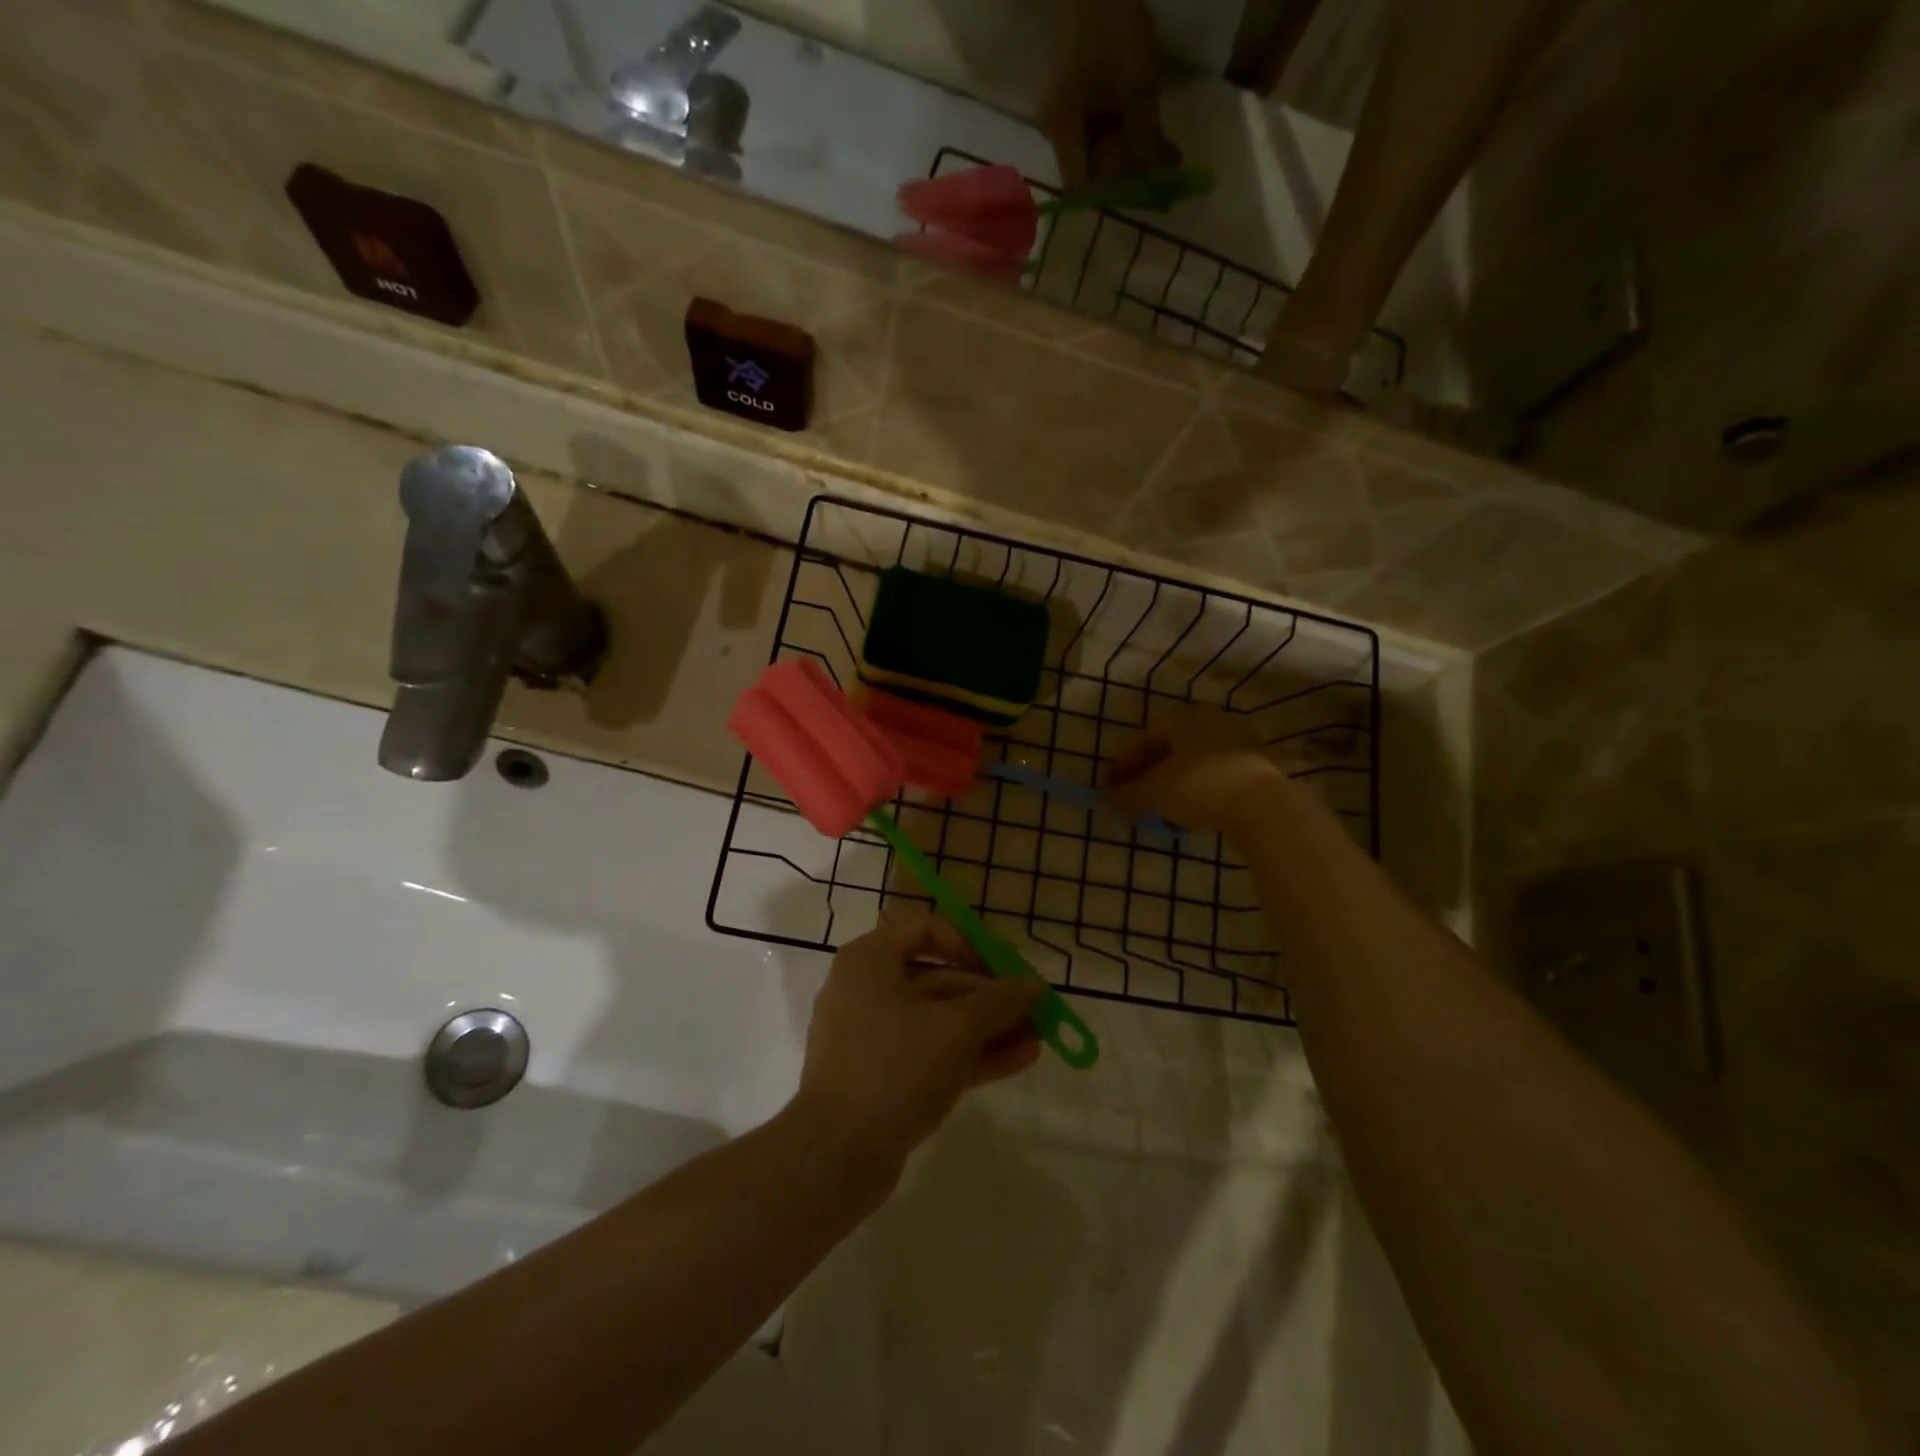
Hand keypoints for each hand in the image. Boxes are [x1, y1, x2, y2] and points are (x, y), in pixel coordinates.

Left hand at [794, 914, 1042, 1175]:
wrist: (834, 1156)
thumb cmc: (895, 1068)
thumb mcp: (956, 1029)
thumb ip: (998, 1002)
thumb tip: (1033, 985)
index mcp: (870, 961)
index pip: (923, 929)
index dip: (967, 944)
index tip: (1002, 968)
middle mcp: (865, 990)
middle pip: (936, 979)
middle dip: (988, 996)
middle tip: (1032, 1009)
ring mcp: (870, 1037)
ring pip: (936, 1021)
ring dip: (986, 1028)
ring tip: (1038, 1037)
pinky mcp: (878, 1077)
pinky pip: (928, 1052)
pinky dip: (968, 1054)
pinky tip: (1018, 1060)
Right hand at [1038, 0, 1179, 190]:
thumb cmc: (1114, 27)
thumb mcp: (1138, 88)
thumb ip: (1146, 141)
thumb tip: (1159, 183)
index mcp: (1062, 132)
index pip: (1080, 187)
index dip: (1110, 193)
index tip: (1140, 186)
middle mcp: (1055, 131)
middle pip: (1090, 170)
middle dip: (1125, 171)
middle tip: (1162, 161)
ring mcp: (1062, 113)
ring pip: (1096, 150)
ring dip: (1129, 151)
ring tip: (1164, 142)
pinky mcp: (1072, 97)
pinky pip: (1096, 128)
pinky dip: (1123, 131)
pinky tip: (1148, 124)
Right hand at [1103, 703, 1292, 836]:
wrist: (1264, 805)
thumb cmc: (1199, 786)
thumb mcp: (1153, 793)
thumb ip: (1126, 796)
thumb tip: (1105, 801)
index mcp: (1183, 717)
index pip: (1143, 740)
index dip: (1121, 767)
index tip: (1108, 791)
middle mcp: (1211, 720)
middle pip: (1169, 751)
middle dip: (1147, 777)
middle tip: (1133, 801)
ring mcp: (1238, 741)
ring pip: (1192, 765)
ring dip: (1171, 788)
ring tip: (1159, 815)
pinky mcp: (1258, 766)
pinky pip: (1215, 777)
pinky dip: (1196, 793)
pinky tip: (1188, 816)